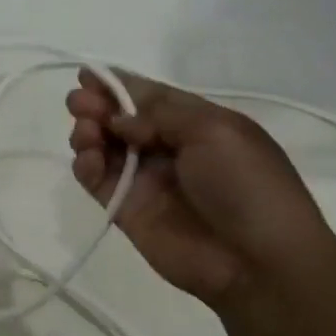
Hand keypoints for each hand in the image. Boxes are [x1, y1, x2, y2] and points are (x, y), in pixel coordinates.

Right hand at [66, 71, 335, 306]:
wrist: (256, 260)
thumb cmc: (245, 184)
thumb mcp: (214, 131)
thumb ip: (161, 114)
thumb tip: (121, 119)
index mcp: (198, 124)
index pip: (151, 96)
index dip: (119, 84)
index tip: (87, 75)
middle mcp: (169, 148)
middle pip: (122, 120)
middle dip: (98, 106)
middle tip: (79, 103)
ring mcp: (146, 181)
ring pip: (105, 147)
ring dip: (89, 132)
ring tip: (87, 133)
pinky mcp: (127, 210)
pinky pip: (98, 181)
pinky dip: (86, 165)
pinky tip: (87, 159)